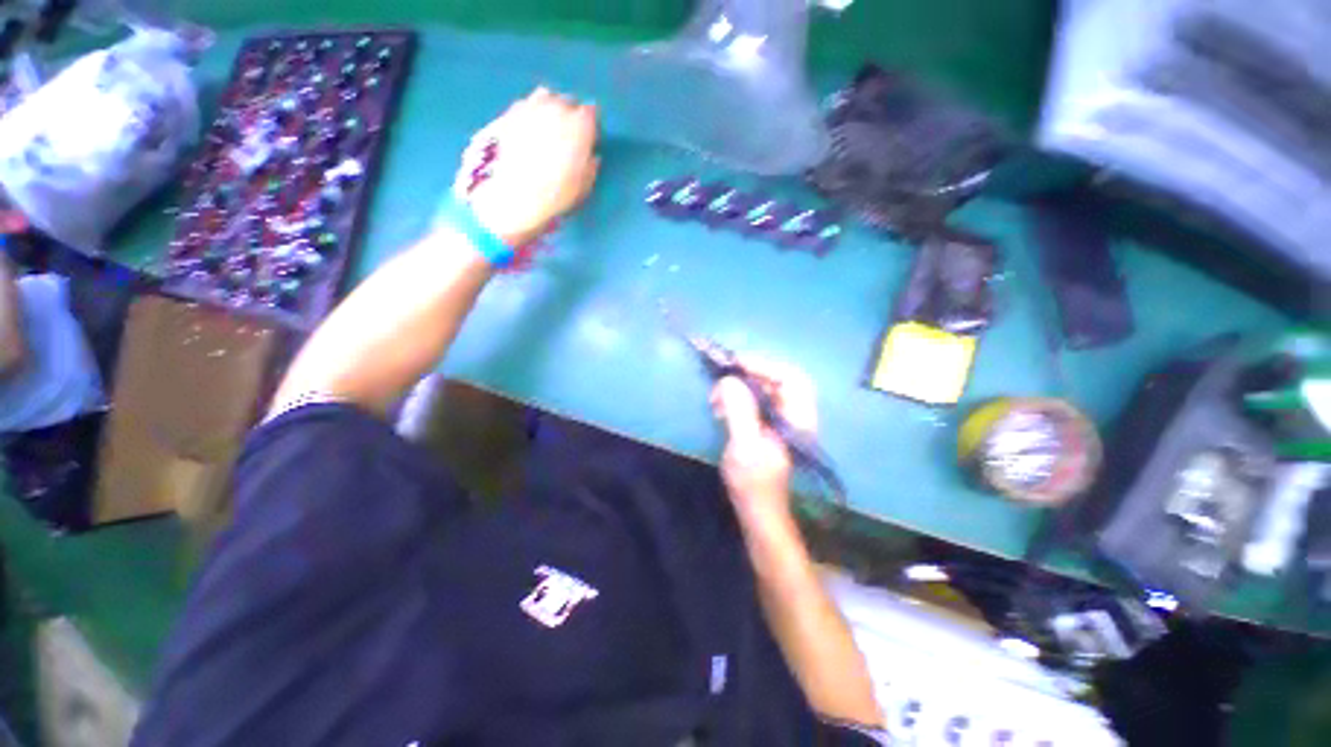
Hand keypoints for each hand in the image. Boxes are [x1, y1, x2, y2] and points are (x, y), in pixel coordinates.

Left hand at [453, 88, 599, 247]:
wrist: (516, 195)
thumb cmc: (557, 193)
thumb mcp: (585, 185)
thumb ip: (590, 165)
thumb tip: (591, 156)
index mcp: (580, 124)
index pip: (592, 114)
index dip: (591, 127)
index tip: (589, 140)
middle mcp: (557, 107)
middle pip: (568, 102)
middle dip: (570, 116)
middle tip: (567, 137)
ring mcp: (531, 106)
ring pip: (545, 98)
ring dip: (549, 110)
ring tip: (547, 131)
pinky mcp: (510, 112)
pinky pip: (525, 106)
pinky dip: (530, 115)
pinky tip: (528, 133)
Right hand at [711, 359, 817, 524]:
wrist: (757, 512)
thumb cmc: (754, 483)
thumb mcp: (745, 446)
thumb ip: (740, 411)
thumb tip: (729, 380)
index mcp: (798, 419)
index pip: (791, 378)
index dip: (765, 366)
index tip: (736, 365)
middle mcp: (793, 415)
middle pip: (777, 379)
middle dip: (748, 376)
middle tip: (722, 381)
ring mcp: (780, 420)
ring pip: (763, 389)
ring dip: (738, 388)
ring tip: (716, 399)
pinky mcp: (766, 426)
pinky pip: (753, 400)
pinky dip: (736, 399)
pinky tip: (720, 409)